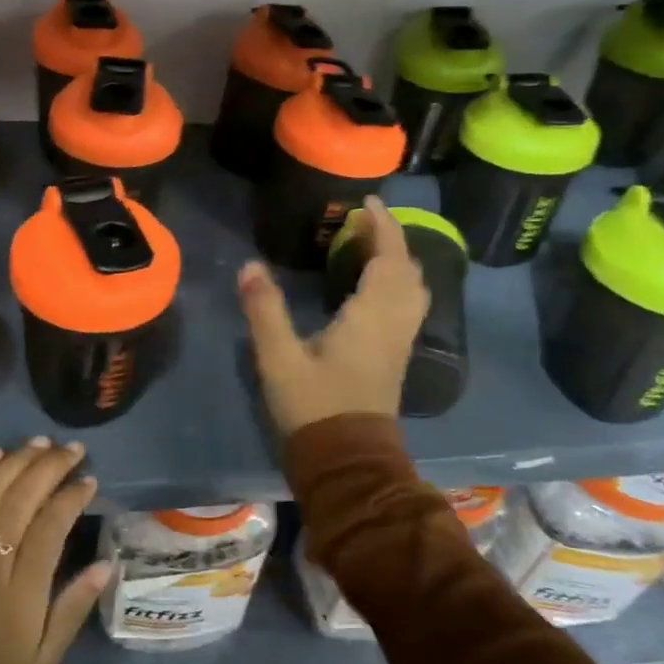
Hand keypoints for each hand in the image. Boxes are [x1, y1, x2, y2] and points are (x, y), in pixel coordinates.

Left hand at [0, 438, 111, 663]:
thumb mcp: (44, 659)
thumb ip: (73, 608)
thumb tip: (104, 565)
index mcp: (22, 590)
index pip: (51, 526)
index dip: (72, 497)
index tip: (89, 480)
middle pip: (22, 499)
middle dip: (50, 467)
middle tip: (72, 449)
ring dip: (17, 461)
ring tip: (40, 442)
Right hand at [237, 195, 428, 436]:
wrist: (347, 462)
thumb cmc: (314, 407)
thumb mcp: (280, 358)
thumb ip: (264, 309)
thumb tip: (249, 266)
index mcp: (371, 317)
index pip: (388, 259)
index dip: (382, 226)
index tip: (367, 202)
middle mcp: (394, 325)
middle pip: (408, 271)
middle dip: (392, 240)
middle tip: (364, 222)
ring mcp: (400, 344)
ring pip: (413, 291)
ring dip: (399, 262)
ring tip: (371, 248)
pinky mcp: (395, 359)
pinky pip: (408, 307)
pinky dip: (398, 284)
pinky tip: (374, 288)